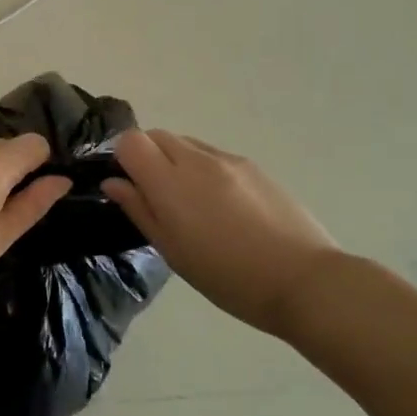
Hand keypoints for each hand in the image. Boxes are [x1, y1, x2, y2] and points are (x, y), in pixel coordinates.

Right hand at [102, 130, 344, 337]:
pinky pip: (214, 155)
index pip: (131, 141)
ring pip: (186, 142)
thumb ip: (140, 210)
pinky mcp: (253, 165)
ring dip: (176, 161)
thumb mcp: (173, 252)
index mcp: (170, 183)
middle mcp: (196, 160)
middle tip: (157, 196)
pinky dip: (204, 168)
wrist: (303, 280)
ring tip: (192, 203)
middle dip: (148, 156)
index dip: (124, 159)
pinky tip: (222, 206)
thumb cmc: (228, 277)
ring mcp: (228, 159)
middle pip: (157, 135)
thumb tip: (114, 182)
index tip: (131, 187)